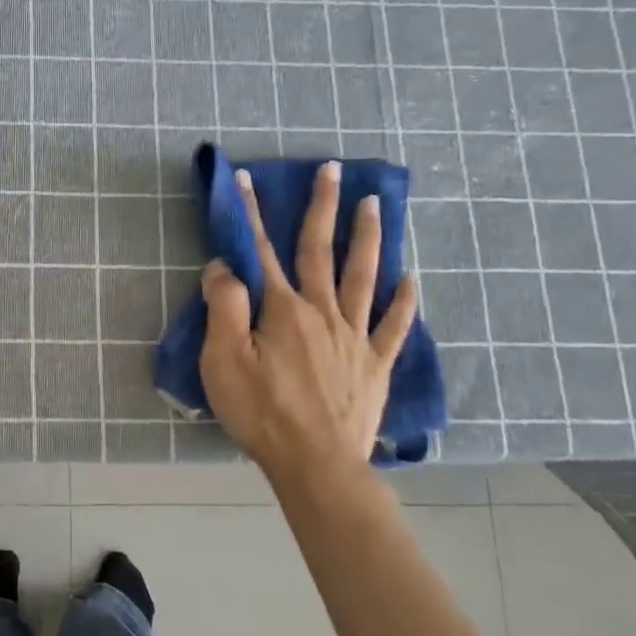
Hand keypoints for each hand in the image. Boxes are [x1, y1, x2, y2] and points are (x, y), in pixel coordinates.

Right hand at [199, 162, 418, 486]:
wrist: (317, 465)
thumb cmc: (262, 413)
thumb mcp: (224, 361)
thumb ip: (225, 307)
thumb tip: (224, 266)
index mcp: (284, 310)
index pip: (263, 251)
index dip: (252, 213)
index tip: (246, 179)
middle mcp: (323, 312)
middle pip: (321, 251)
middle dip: (323, 207)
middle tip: (332, 170)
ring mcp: (355, 337)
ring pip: (363, 276)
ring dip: (368, 238)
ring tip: (375, 205)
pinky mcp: (375, 365)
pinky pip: (393, 326)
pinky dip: (403, 300)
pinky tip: (411, 279)